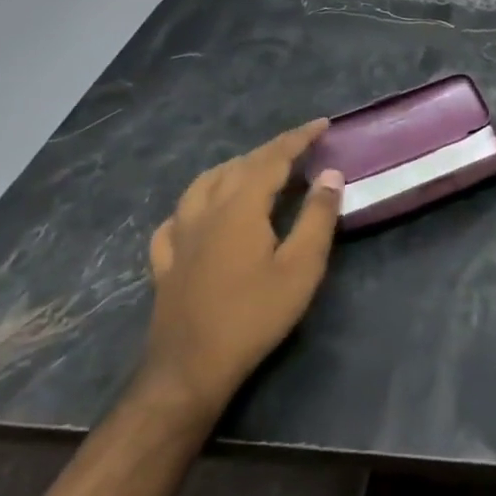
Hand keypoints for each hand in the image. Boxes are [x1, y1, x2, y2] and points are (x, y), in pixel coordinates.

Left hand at [139, 119, 341, 423]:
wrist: (189, 370)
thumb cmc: (253, 316)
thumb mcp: (301, 267)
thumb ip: (317, 216)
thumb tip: (330, 174)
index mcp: (240, 206)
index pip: (272, 158)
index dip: (298, 138)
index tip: (322, 124)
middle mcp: (206, 210)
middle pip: (239, 166)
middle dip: (271, 151)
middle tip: (300, 147)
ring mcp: (180, 236)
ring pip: (204, 184)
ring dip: (233, 168)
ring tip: (254, 169)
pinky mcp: (165, 262)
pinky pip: (177, 217)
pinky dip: (196, 202)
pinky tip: (200, 212)